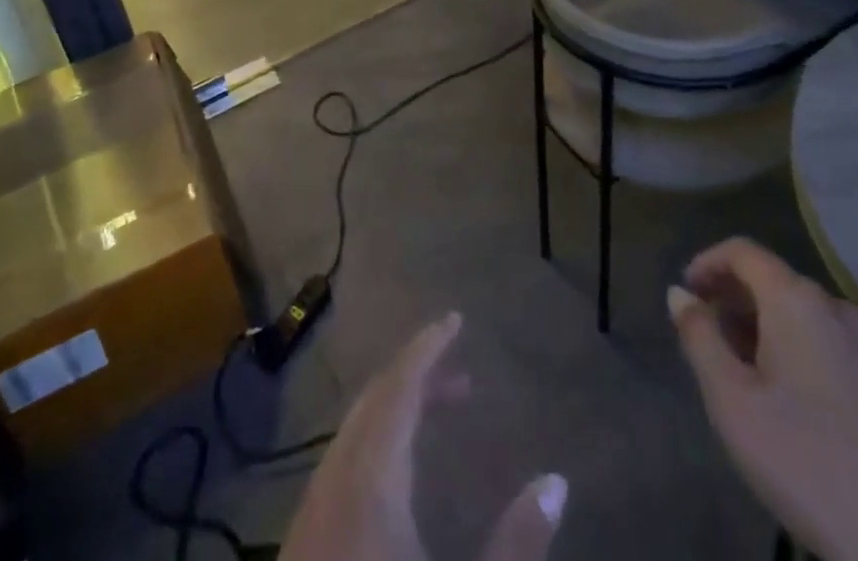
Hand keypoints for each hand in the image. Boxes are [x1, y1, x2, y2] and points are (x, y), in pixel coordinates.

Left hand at [279, 313, 566, 560]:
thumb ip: (515, 545)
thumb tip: (556, 482)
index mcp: (369, 482)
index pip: (399, 389)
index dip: (428, 348)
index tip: (456, 319)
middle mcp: (334, 484)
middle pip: (375, 403)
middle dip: (417, 375)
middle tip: (463, 373)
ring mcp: (311, 516)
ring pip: (355, 433)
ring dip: (397, 411)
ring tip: (444, 412)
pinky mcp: (301, 547)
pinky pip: (342, 465)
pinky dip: (376, 446)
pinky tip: (401, 479)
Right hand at [669, 239, 857, 560]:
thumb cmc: (805, 460)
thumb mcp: (731, 400)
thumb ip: (700, 337)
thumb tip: (680, 294)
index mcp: (796, 299)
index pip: (742, 251)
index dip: (707, 263)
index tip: (686, 294)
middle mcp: (836, 307)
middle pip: (774, 279)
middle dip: (734, 297)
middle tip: (706, 334)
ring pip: (803, 313)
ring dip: (765, 325)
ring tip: (742, 368)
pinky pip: (830, 342)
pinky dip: (798, 348)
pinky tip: (790, 397)